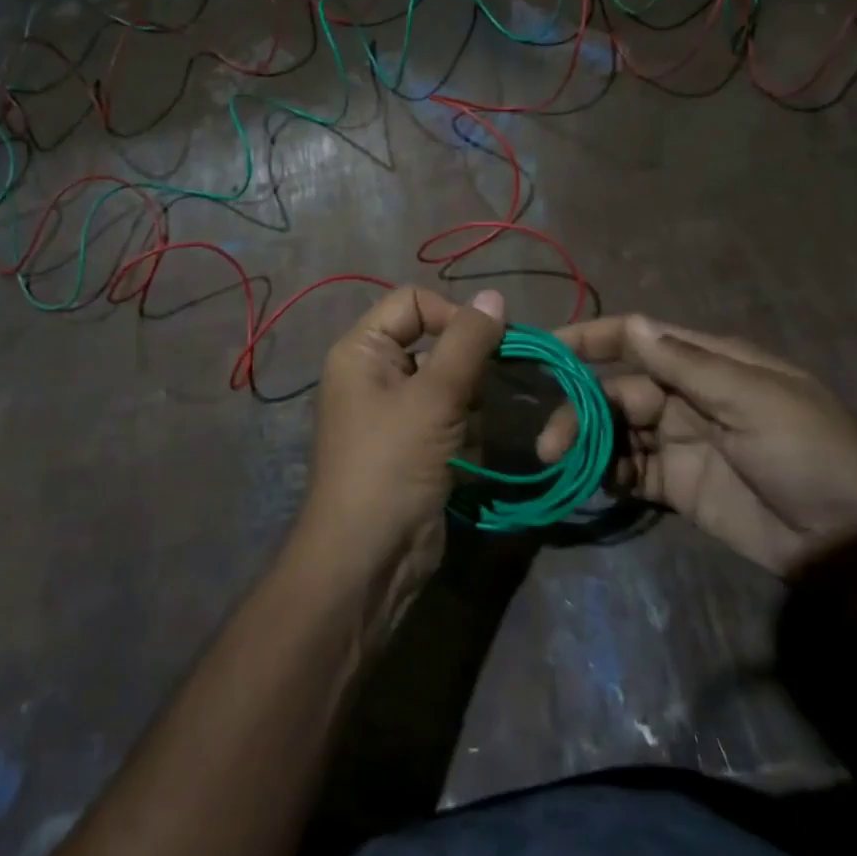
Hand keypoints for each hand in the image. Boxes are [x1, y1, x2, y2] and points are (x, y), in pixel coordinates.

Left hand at [295, 286, 506, 627]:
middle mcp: (374, 374)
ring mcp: (394, 413)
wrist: (369, 558)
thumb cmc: (392, 465)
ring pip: (450, 385)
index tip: (489, 345)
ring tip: (464, 437)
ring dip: (469, 408)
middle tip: (484, 396)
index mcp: (362, 350)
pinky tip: (464, 460)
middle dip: (466, 371)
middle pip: (435, 343)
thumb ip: (468, 343)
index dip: (452, 315)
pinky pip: (450, 420)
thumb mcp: (434, 398)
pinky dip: (465, 435)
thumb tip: (494, 297)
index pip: (413, 302)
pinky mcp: (414, 446)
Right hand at [537, 315, 856, 574]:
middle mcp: (687, 397)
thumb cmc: (810, 454)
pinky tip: (594, 483)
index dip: (590, 339)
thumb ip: (689, 365)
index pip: (637, 338)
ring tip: (561, 465)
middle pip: (617, 391)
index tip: (545, 349)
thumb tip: (633, 324)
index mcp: (708, 365)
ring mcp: (680, 443)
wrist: (852, 542)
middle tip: (550, 444)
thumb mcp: (755, 401)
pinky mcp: (677, 487)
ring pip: (617, 432)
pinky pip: (629, 471)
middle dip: (580, 410)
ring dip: (587, 444)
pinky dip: (607, 473)